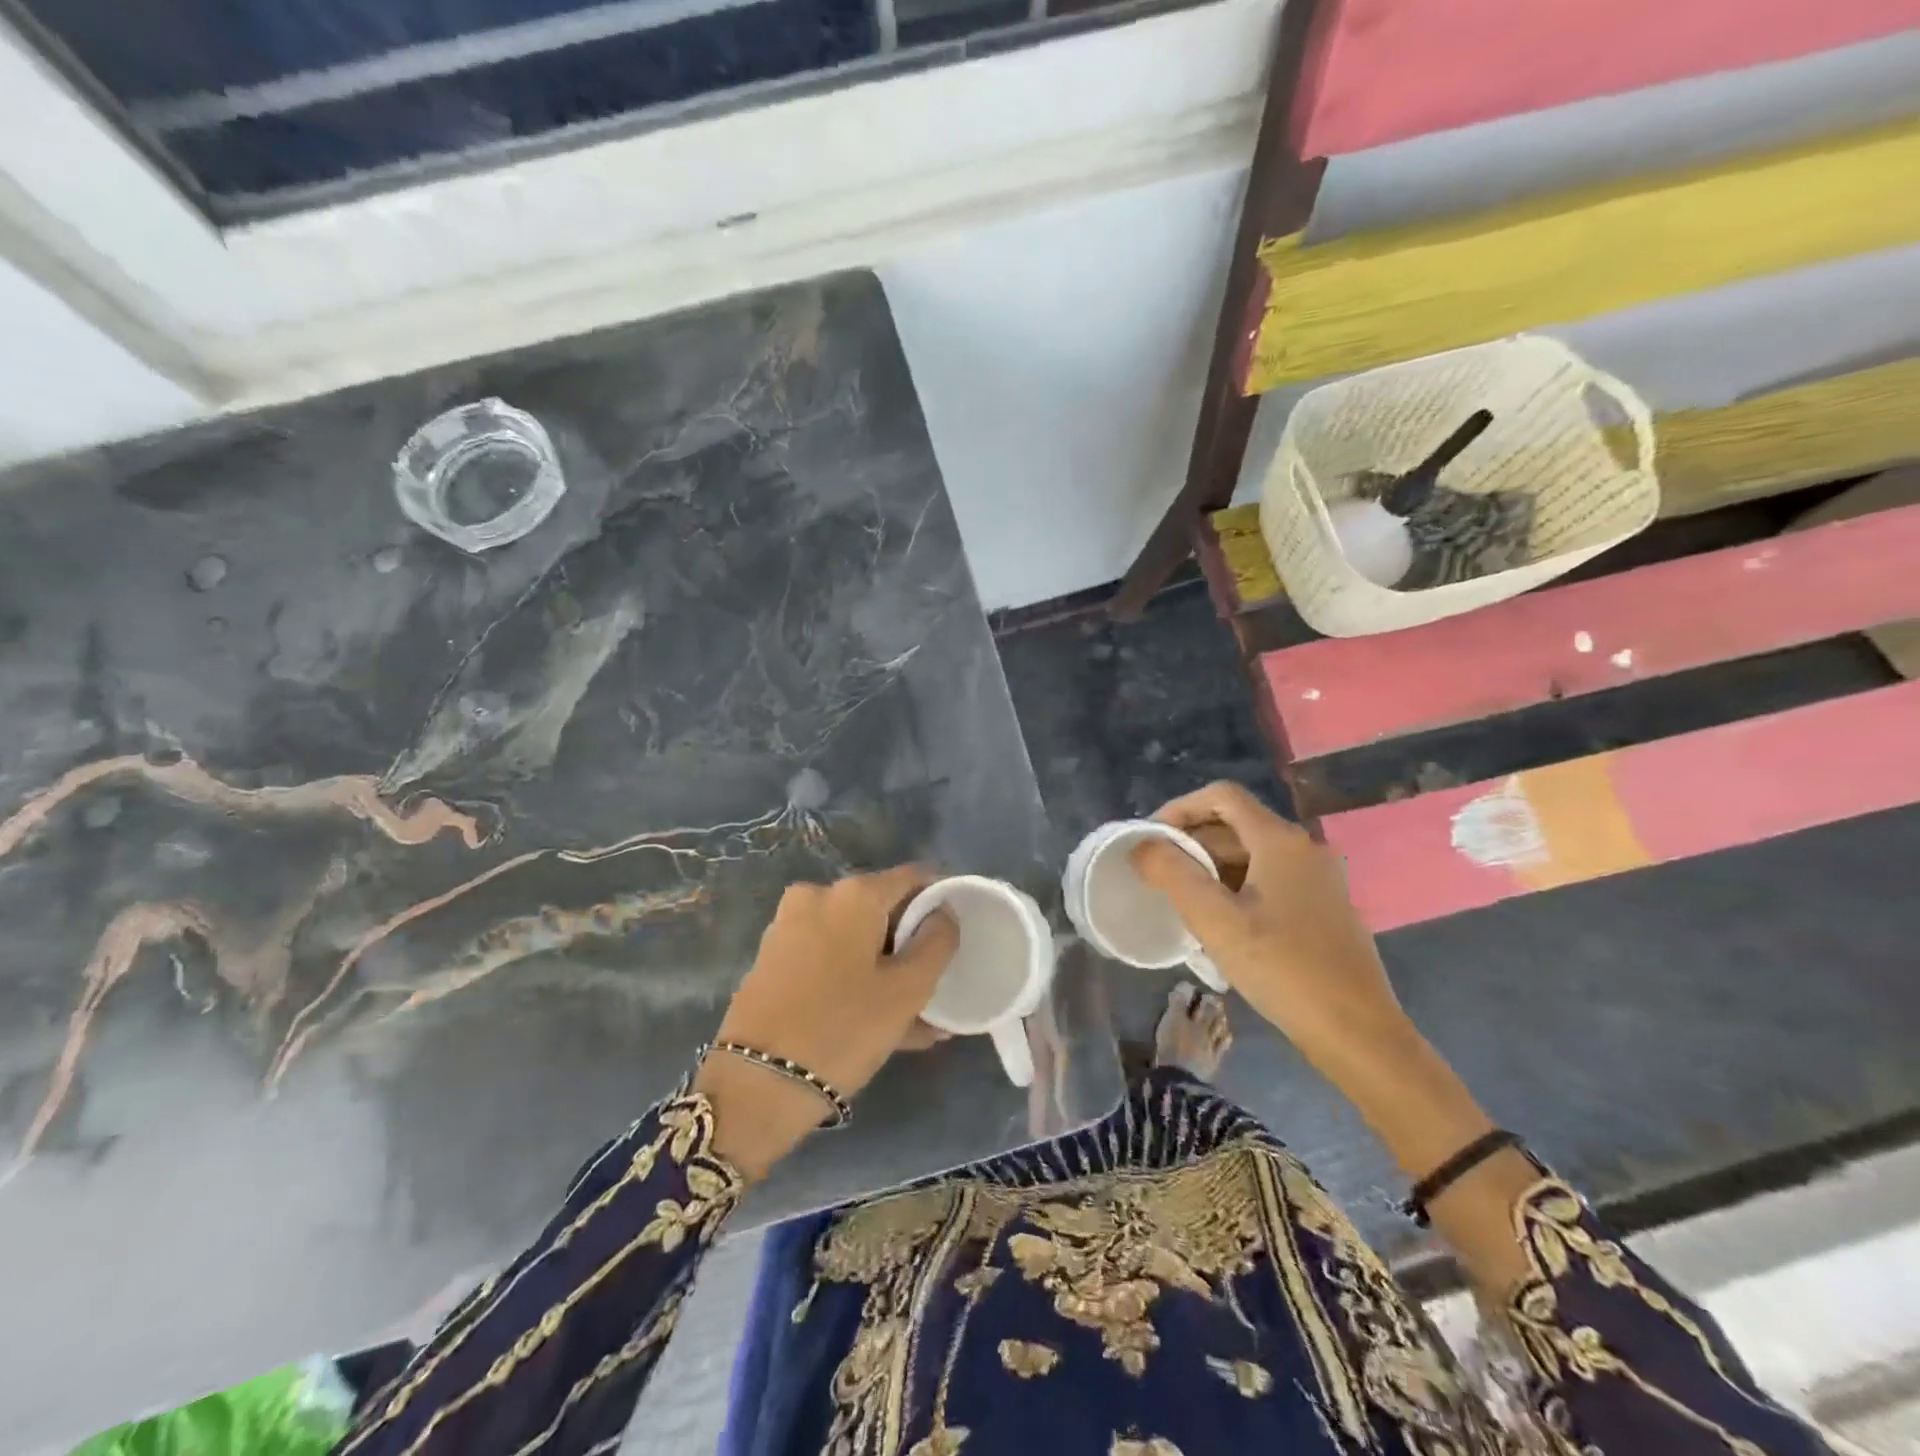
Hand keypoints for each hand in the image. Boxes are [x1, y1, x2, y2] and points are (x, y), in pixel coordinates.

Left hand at [694, 866, 957, 1179]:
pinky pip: (829, 959)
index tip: (956, 937)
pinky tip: (879, 1023)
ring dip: (885, 970)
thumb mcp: (908, 990)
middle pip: (882, 909)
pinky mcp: (774, 959)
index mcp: (853, 893)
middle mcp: (818, 896)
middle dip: (910, 944)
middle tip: (934, 985)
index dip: (940, 901)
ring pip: (855, 940)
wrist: (755, 1086)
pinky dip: (855, 980)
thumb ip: (938, 942)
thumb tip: (944, 913)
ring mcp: (789, 927)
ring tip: (915, 1019)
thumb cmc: (843, 1029)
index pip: (914, 878)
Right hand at [1131, 781, 1412, 1075]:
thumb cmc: (1284, 970)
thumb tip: (1142, 845)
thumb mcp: (1216, 922)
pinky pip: (1269, 880)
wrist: (1358, 1034)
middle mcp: (1305, 848)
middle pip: (1236, 825)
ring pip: (1252, 855)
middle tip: (1157, 876)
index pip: (1222, 796)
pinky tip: (1220, 925)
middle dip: (1191, 843)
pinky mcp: (1324, 907)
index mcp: (1281, 841)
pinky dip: (1236, 888)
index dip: (1179, 808)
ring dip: (1211, 868)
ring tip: (1181, 902)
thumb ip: (1173, 875)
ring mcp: (1319, 878)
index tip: (1151, 841)